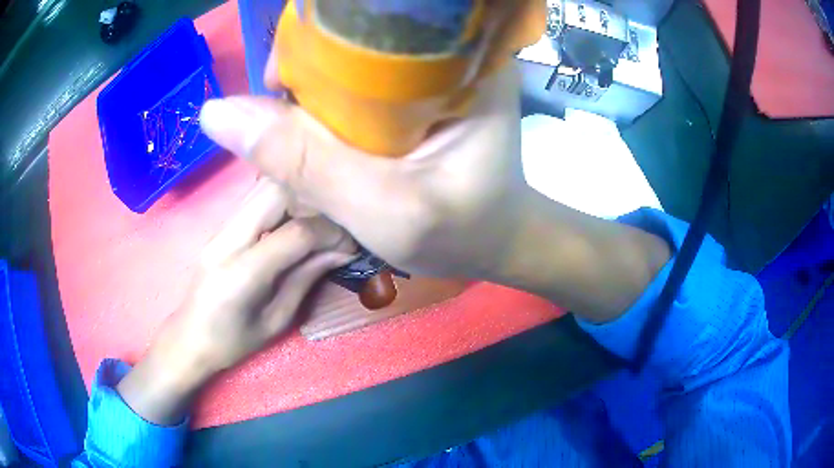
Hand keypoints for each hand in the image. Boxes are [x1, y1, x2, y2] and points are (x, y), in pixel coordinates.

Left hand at [116, 180, 354, 424]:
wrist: (187, 338)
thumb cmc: (232, 343)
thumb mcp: (276, 320)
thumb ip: (306, 278)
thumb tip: (343, 250)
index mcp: (240, 274)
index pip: (296, 232)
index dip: (331, 231)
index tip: (351, 241)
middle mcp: (226, 240)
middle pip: (277, 190)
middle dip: (315, 198)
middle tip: (336, 222)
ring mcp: (219, 228)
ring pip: (264, 185)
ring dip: (298, 193)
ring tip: (319, 218)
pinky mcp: (219, 225)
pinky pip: (255, 196)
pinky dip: (283, 198)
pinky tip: (295, 217)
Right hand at [199, 65, 527, 279]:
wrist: (494, 239)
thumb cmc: (459, 231)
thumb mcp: (383, 208)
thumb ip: (302, 161)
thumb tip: (216, 113)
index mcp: (463, 60)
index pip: (367, 20)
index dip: (310, 44)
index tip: (280, 89)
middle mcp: (451, 50)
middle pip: (354, 34)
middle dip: (309, 72)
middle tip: (292, 126)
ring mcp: (435, 66)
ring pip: (351, 56)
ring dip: (314, 91)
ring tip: (305, 136)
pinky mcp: (420, 87)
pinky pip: (359, 79)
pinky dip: (329, 102)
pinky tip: (323, 134)